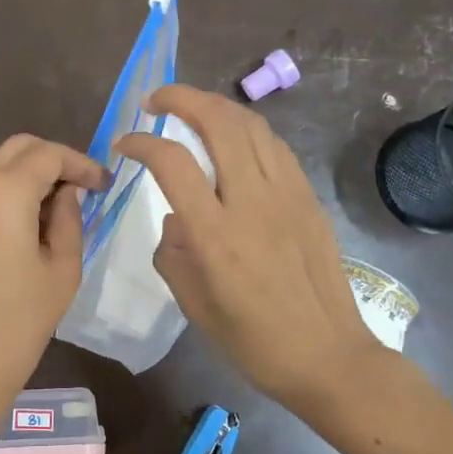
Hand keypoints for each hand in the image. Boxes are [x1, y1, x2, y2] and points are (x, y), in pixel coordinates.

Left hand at [0, 134, 107, 431]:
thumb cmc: (19, 321)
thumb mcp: (62, 268)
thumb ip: (69, 217)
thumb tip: (68, 192)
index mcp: (4, 191)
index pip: (49, 155)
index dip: (81, 163)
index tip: (104, 184)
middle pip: (20, 149)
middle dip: (56, 160)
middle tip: (86, 188)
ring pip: (0, 164)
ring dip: (33, 173)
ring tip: (63, 205)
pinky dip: (12, 188)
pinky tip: (34, 217)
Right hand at [117, 85, 387, 412]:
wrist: (327, 356)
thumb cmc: (252, 340)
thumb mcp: (192, 303)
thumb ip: (173, 251)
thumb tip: (176, 217)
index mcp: (216, 234)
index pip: (172, 162)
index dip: (142, 142)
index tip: (125, 143)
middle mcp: (252, 202)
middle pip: (219, 122)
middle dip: (182, 98)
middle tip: (156, 100)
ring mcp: (287, 195)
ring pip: (252, 125)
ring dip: (216, 106)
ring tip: (192, 110)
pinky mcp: (308, 198)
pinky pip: (275, 147)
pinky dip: (247, 130)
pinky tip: (234, 140)